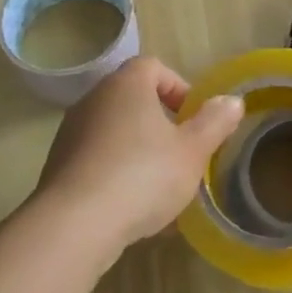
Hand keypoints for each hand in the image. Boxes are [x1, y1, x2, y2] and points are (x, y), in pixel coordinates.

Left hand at [34, 55, 243, 258]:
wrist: (74, 225)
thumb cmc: (142, 175)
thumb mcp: (193, 151)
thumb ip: (214, 123)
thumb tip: (232, 101)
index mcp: (126, 85)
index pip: (153, 67)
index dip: (178, 88)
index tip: (194, 119)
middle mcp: (94, 100)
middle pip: (133, 99)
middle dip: (161, 124)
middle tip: (183, 154)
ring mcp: (71, 133)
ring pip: (115, 133)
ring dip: (139, 152)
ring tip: (161, 189)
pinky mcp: (58, 167)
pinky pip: (97, 161)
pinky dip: (117, 175)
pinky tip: (133, 210)